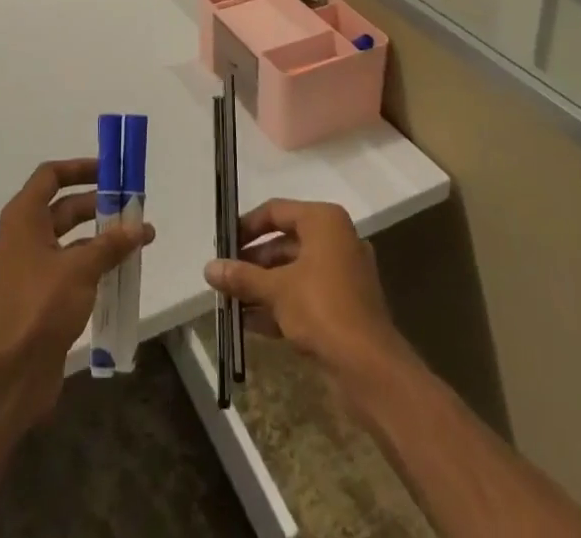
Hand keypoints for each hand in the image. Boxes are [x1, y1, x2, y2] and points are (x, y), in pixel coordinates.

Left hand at [0, 158, 153, 431]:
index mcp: (25, 217)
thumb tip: (139, 226)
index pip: (51, 175)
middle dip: (98, 205)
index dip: (80, 168)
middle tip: (133, 208)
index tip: (110, 172)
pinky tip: (122, 272)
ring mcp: (32, 267)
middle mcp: (26, 235)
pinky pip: (72, 267)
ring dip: (101, 237)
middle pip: (64, 206)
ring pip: (71, 239)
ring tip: (138, 241)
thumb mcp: (80, 269)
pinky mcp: (42, 296)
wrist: (8, 374)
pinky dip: (95, 264)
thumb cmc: (39, 306)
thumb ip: (110, 245)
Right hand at [204, 199, 407, 386]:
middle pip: (284, 242)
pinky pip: (304, 295)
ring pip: (293, 272)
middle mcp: (336, 240)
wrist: (371, 369)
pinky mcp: (344, 306)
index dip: (247, 226)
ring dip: (262, 286)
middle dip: (252, 262)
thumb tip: (209, 268)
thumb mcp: (276, 290)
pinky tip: (249, 322)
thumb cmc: (322, 309)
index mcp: (324, 222)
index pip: (276, 211)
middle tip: (225, 275)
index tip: (223, 243)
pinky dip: (280, 304)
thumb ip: (242, 277)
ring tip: (230, 300)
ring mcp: (342, 274)